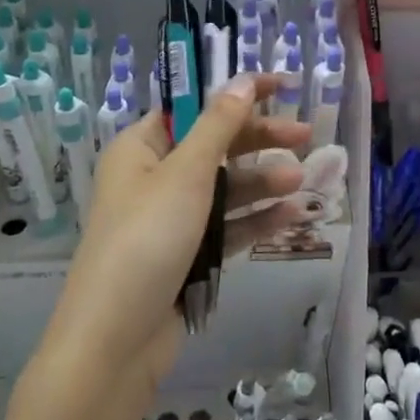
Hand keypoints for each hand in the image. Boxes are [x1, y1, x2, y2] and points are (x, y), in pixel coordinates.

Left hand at [38, 74, 311, 414]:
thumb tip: (242, 80)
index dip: (236, 94)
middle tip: (305, 134)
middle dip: (259, 140)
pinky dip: (256, 218)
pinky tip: (292, 214)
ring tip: (301, 180)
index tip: (282, 85)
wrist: (115, 340)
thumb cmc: (146, 239)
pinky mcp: (187, 255)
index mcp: (141, 148)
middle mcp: (154, 178)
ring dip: (262, 181)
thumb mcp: (185, 173)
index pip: (194, 107)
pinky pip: (227, 226)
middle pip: (215, 146)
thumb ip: (219, 125)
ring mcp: (171, 219)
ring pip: (225, 188)